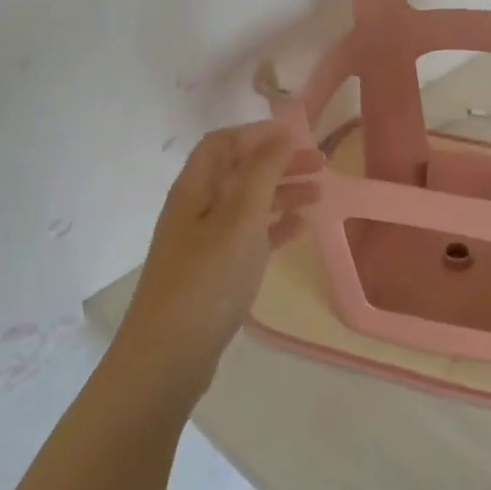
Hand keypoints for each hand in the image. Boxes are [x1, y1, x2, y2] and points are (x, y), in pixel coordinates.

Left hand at [116, 121, 321, 401]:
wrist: (169, 355)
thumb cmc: (207, 280)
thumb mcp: (238, 220)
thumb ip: (261, 173)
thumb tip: (280, 134)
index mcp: (194, 189)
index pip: (221, 143)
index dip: (256, 134)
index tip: (297, 136)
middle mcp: (196, 209)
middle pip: (238, 172)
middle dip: (277, 163)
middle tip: (320, 165)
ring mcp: (205, 242)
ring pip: (247, 205)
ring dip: (281, 194)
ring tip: (319, 194)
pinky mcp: (215, 272)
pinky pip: (249, 237)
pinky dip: (274, 227)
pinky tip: (299, 229)